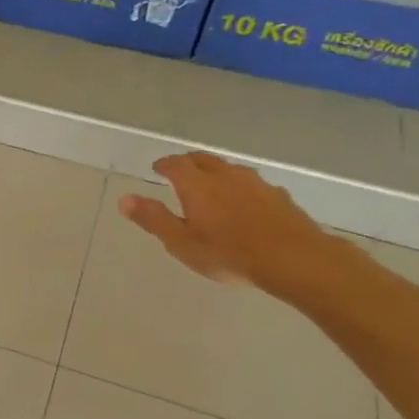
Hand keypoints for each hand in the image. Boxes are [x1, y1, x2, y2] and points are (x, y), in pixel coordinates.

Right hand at [117, 151, 351, 297]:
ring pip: (229, 169)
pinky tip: (244, 202)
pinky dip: (240, 187)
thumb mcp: (182, 242)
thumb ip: (153, 219)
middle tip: (179, 170)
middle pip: (203, 159)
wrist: (294, 259)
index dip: (164, 164)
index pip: (175, 164)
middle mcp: (225, 175)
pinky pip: (252, 184)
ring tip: (210, 184)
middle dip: (188, 162)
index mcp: (197, 184)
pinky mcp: (278, 196)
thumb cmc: (229, 253)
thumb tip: (124, 199)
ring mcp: (256, 183)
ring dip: (215, 172)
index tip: (157, 168)